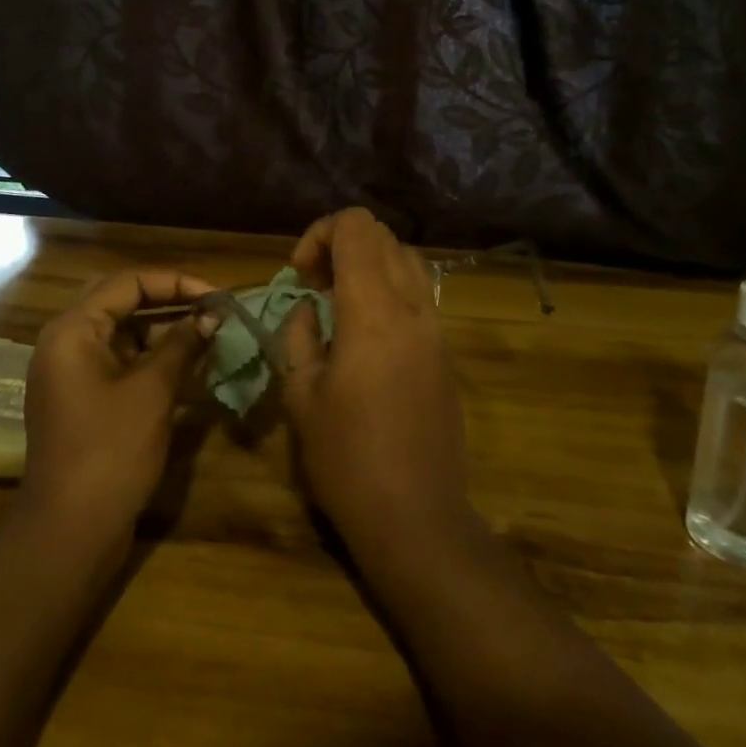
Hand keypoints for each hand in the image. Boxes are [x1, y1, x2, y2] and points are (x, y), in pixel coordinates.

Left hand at [18, 269, 218, 543]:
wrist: (70, 532)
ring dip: (164, 330)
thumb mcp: (152, 391)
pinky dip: (152, 358)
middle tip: (213, 310)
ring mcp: (72, 372)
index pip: (128, 282)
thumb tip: (211, 315)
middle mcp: (66, 342)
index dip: (176, 283)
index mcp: (72, 330)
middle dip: (171, 302)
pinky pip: (120, 361)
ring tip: (209, 334)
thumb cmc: (110, 452)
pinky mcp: (83, 398)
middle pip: (122, 302)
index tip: (218, 296)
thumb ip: (182, 344)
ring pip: (123, 333)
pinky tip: (188, 365)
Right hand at [280, 209, 472, 549]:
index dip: (320, 233)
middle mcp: (412, 308)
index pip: (356, 227)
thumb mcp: (301, 396)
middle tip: (314, 285)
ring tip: (339, 302)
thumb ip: (299, 336)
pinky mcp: (446, 352)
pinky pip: (420, 293)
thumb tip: (308, 309)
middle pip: (383, 235)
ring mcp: (436, 329)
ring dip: (369, 263)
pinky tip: (366, 331)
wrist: (417, 519)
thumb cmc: (347, 459)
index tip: (300, 275)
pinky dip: (390, 288)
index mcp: (373, 310)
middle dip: (342, 244)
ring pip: (407, 259)